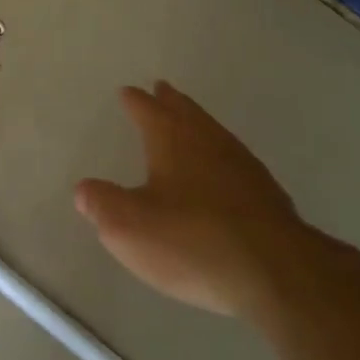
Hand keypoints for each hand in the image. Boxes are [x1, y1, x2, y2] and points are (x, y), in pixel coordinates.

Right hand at [76, 81, 329, 315]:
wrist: (275, 270)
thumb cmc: (192, 241)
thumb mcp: (129, 228)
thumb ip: (102, 205)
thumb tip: (84, 189)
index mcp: (172, 139)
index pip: (148, 110)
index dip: (136, 101)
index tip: (128, 91)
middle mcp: (208, 140)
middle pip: (186, 111)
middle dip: (170, 101)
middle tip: (162, 89)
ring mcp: (241, 163)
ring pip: (213, 131)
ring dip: (196, 123)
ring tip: (188, 123)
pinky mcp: (265, 191)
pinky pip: (233, 159)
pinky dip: (219, 154)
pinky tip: (222, 171)